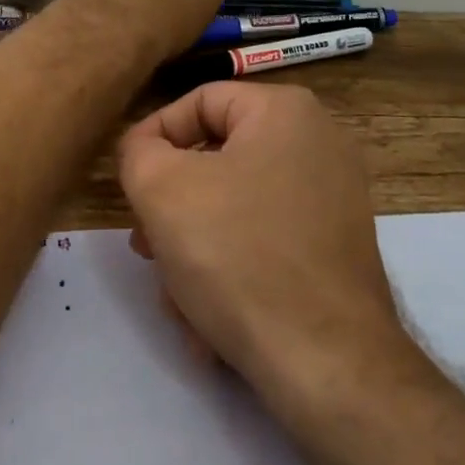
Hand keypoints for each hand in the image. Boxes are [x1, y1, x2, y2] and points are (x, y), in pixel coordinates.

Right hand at [117, 83, 403, 396]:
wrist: (327, 361)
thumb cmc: (239, 255)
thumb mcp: (163, 190)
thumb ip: (139, 152)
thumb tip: (144, 149)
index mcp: (285, 111)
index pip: (199, 102)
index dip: (153, 138)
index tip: (128, 186)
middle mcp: (319, 143)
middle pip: (217, 159)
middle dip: (172, 206)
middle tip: (145, 246)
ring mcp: (334, 197)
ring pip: (237, 207)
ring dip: (195, 248)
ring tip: (176, 296)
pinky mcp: (336, 246)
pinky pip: (267, 240)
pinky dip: (233, 269)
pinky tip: (211, 319)